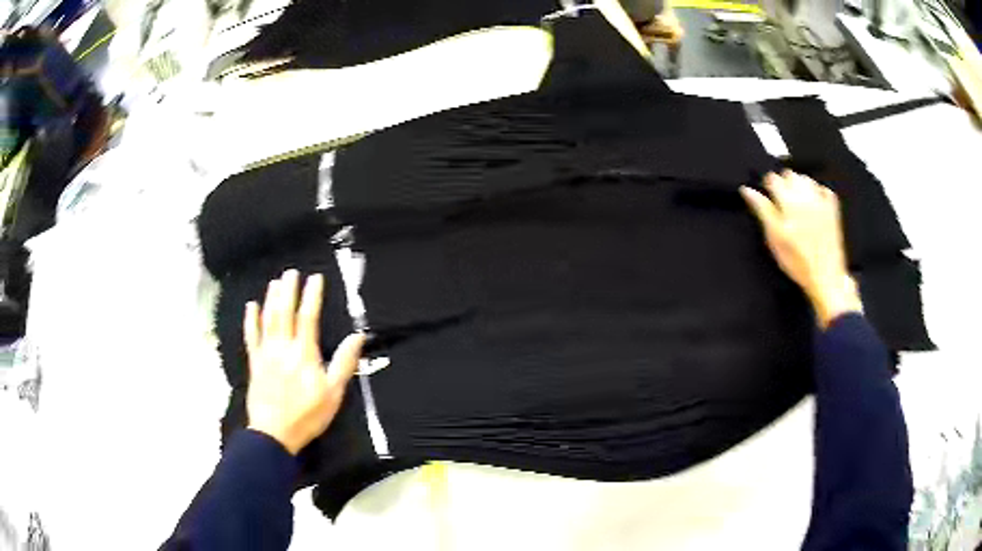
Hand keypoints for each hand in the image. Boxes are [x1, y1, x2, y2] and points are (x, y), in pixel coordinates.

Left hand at [244, 270, 365, 454]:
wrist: (274, 433)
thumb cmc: (307, 415)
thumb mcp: (333, 393)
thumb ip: (343, 363)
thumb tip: (357, 337)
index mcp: (303, 353)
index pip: (308, 317)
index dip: (312, 296)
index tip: (315, 278)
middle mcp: (283, 348)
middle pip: (284, 312)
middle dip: (289, 290)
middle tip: (291, 272)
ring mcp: (266, 354)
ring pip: (268, 320)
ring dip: (271, 299)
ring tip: (275, 282)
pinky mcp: (254, 363)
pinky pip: (251, 336)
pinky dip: (251, 320)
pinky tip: (251, 307)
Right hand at [740, 171, 862, 328]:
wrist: (825, 275)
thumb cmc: (796, 260)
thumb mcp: (774, 238)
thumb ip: (762, 210)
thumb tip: (746, 189)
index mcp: (788, 200)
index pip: (773, 178)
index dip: (768, 187)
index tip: (768, 200)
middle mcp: (805, 194)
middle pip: (790, 175)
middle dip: (784, 184)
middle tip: (782, 205)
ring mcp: (821, 200)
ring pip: (806, 179)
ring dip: (800, 186)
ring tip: (797, 204)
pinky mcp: (832, 209)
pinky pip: (824, 189)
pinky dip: (817, 192)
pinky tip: (814, 204)